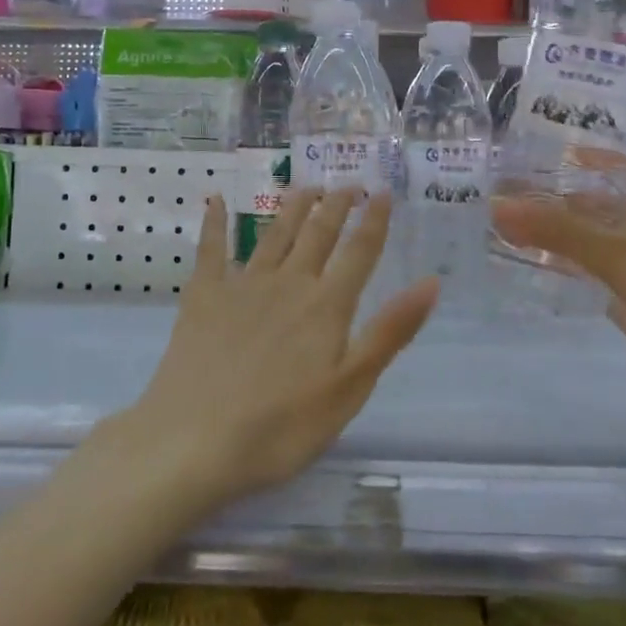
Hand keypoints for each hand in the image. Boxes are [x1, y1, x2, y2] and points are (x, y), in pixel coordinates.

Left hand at [123, 188, 437, 505]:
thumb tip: (431, 283)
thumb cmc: (281, 427)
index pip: (359, 252)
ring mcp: (243, 285)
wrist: (194, 441)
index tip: (382, 191)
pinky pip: (211, 250)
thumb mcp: (350, 388)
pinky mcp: (204, 296)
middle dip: (335, 206)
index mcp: (327, 305)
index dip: (374, 220)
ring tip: (305, 187)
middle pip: (318, 234)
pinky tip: (216, 201)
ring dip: (292, 208)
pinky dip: (215, 223)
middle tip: (347, 184)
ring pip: (274, 234)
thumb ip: (389, 332)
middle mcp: (289, 282)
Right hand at [490, 145, 625, 404]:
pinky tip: (519, 259)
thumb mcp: (619, 250)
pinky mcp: (624, 294)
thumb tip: (496, 205)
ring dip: (550, 224)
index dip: (602, 139)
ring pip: (584, 232)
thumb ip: (558, 231)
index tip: (560, 125)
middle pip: (594, 193)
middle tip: (499, 171)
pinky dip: (555, 263)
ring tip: (495, 209)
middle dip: (555, 182)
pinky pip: (582, 270)